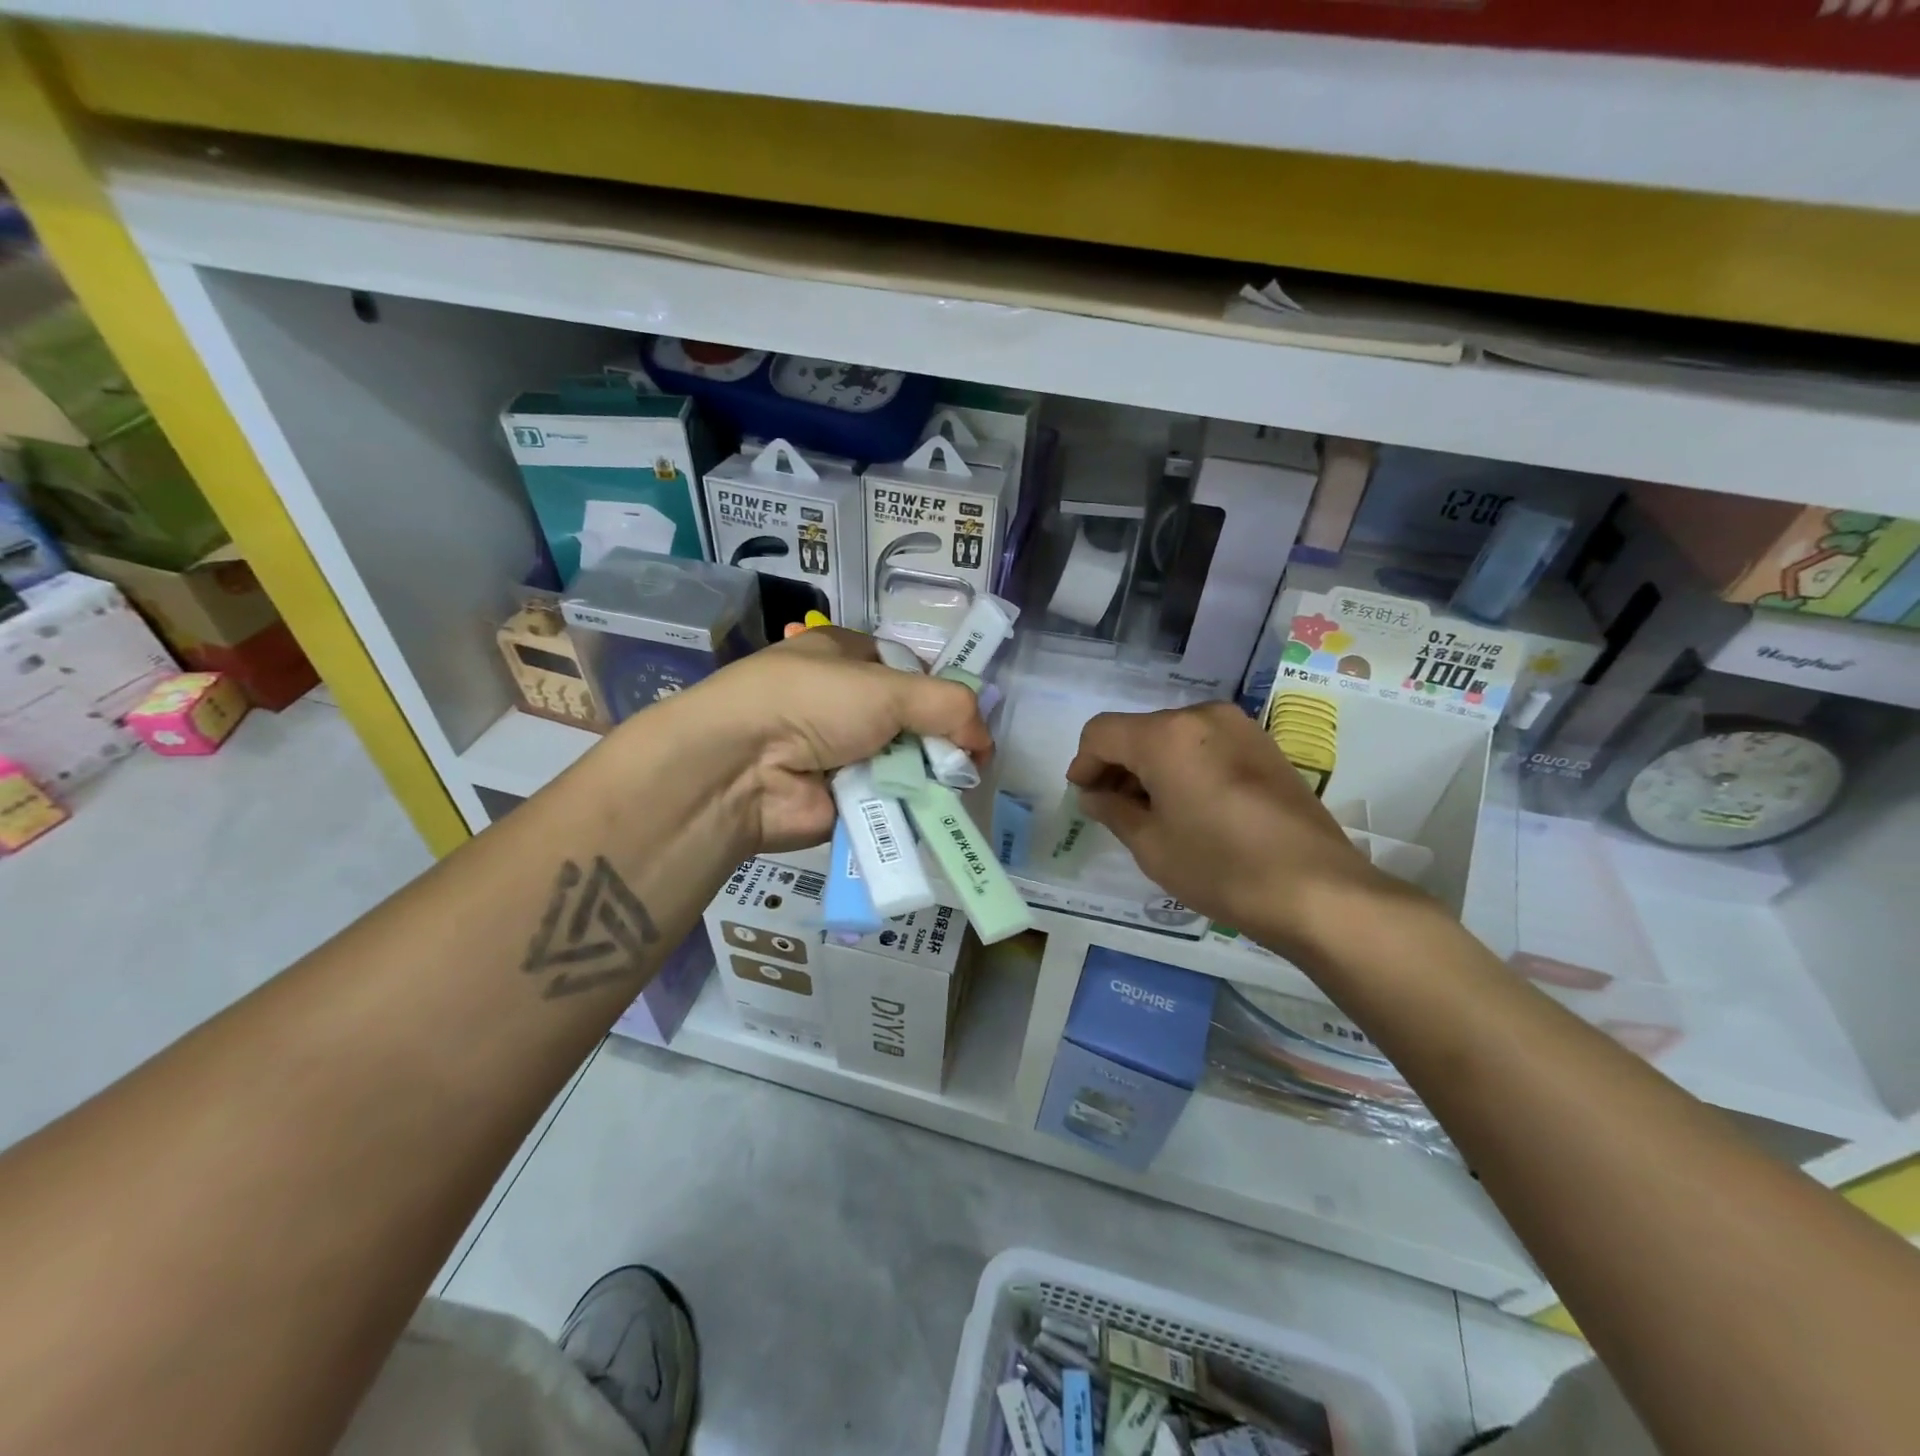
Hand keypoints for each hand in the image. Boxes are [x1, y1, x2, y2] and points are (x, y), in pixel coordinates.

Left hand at [659, 627, 989, 852]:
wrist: (741, 768)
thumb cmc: (813, 703)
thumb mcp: (888, 687)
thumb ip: (948, 705)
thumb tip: (983, 741)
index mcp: (845, 657)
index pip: (909, 670)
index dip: (942, 692)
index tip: (967, 719)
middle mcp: (842, 702)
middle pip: (911, 721)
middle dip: (939, 741)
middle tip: (962, 763)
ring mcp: (840, 753)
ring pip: (903, 764)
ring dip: (925, 777)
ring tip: (946, 789)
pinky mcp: (840, 799)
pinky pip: (888, 801)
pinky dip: (906, 806)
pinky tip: (924, 812)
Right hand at [1066, 702, 1408, 957]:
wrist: (1317, 890)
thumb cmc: (1220, 867)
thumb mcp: (1151, 845)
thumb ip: (1112, 810)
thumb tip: (1095, 794)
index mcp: (1166, 735)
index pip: (1102, 732)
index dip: (1084, 763)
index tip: (1084, 798)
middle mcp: (1202, 716)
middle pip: (1139, 730)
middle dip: (1118, 765)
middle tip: (1114, 810)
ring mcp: (1239, 727)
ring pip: (1173, 736)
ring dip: (1151, 766)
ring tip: (1153, 812)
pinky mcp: (1264, 746)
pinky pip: (1206, 745)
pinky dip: (1184, 766)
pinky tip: (1191, 806)